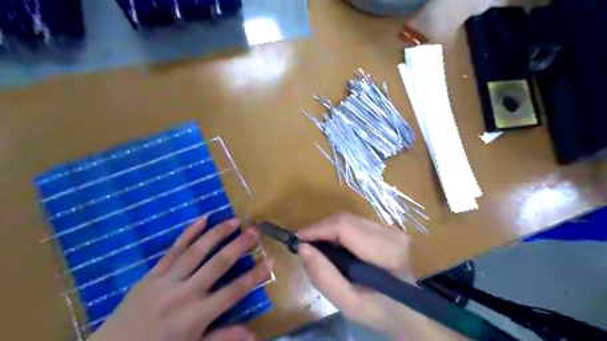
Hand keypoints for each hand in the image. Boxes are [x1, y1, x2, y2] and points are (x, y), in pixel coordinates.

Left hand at [87, 217, 272, 340]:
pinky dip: (188, 233)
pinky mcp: (151, 275)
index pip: (233, 292)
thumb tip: (254, 335)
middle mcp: (184, 294)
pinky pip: (173, 250)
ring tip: (234, 220)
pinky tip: (202, 219)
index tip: (270, 261)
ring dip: (217, 234)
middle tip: (254, 231)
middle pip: (218, 264)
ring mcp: (166, 281)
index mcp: (196, 316)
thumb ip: (222, 338)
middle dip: (239, 246)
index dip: (254, 276)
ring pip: (197, 251)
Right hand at [298, 213, 468, 340]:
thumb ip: (324, 276)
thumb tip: (303, 248)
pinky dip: (340, 231)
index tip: (298, 239)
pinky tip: (335, 245)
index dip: (318, 229)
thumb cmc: (379, 311)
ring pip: (349, 218)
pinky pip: (355, 222)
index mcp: (386, 252)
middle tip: (305, 245)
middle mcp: (391, 233)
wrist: (409, 311)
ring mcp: (391, 229)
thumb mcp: (348, 303)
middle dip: (321, 229)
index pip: (345, 226)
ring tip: (317, 246)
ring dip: (329, 230)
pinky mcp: (388, 228)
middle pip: (345, 219)